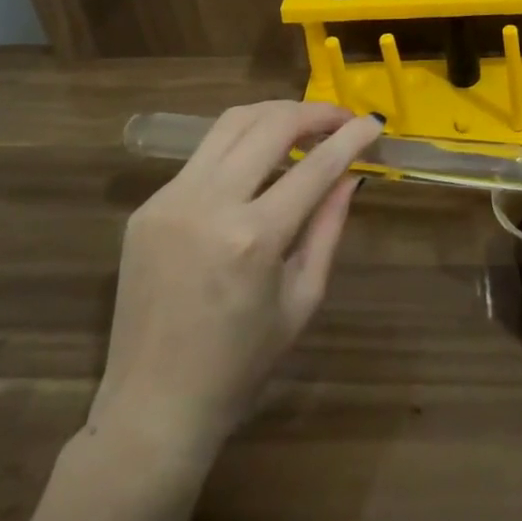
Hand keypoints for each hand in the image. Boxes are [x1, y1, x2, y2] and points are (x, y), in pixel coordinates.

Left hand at [86, 102, 379, 465]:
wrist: (152, 408)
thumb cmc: (240, 366)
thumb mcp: (302, 299)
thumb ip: (327, 228)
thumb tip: (350, 177)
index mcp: (253, 238)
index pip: (315, 166)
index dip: (350, 139)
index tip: (373, 123)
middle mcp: (208, 204)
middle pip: (269, 125)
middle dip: (313, 112)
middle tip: (340, 118)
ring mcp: (171, 200)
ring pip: (230, 123)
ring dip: (274, 115)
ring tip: (303, 125)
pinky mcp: (148, 206)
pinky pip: (203, 156)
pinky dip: (239, 146)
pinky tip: (258, 163)